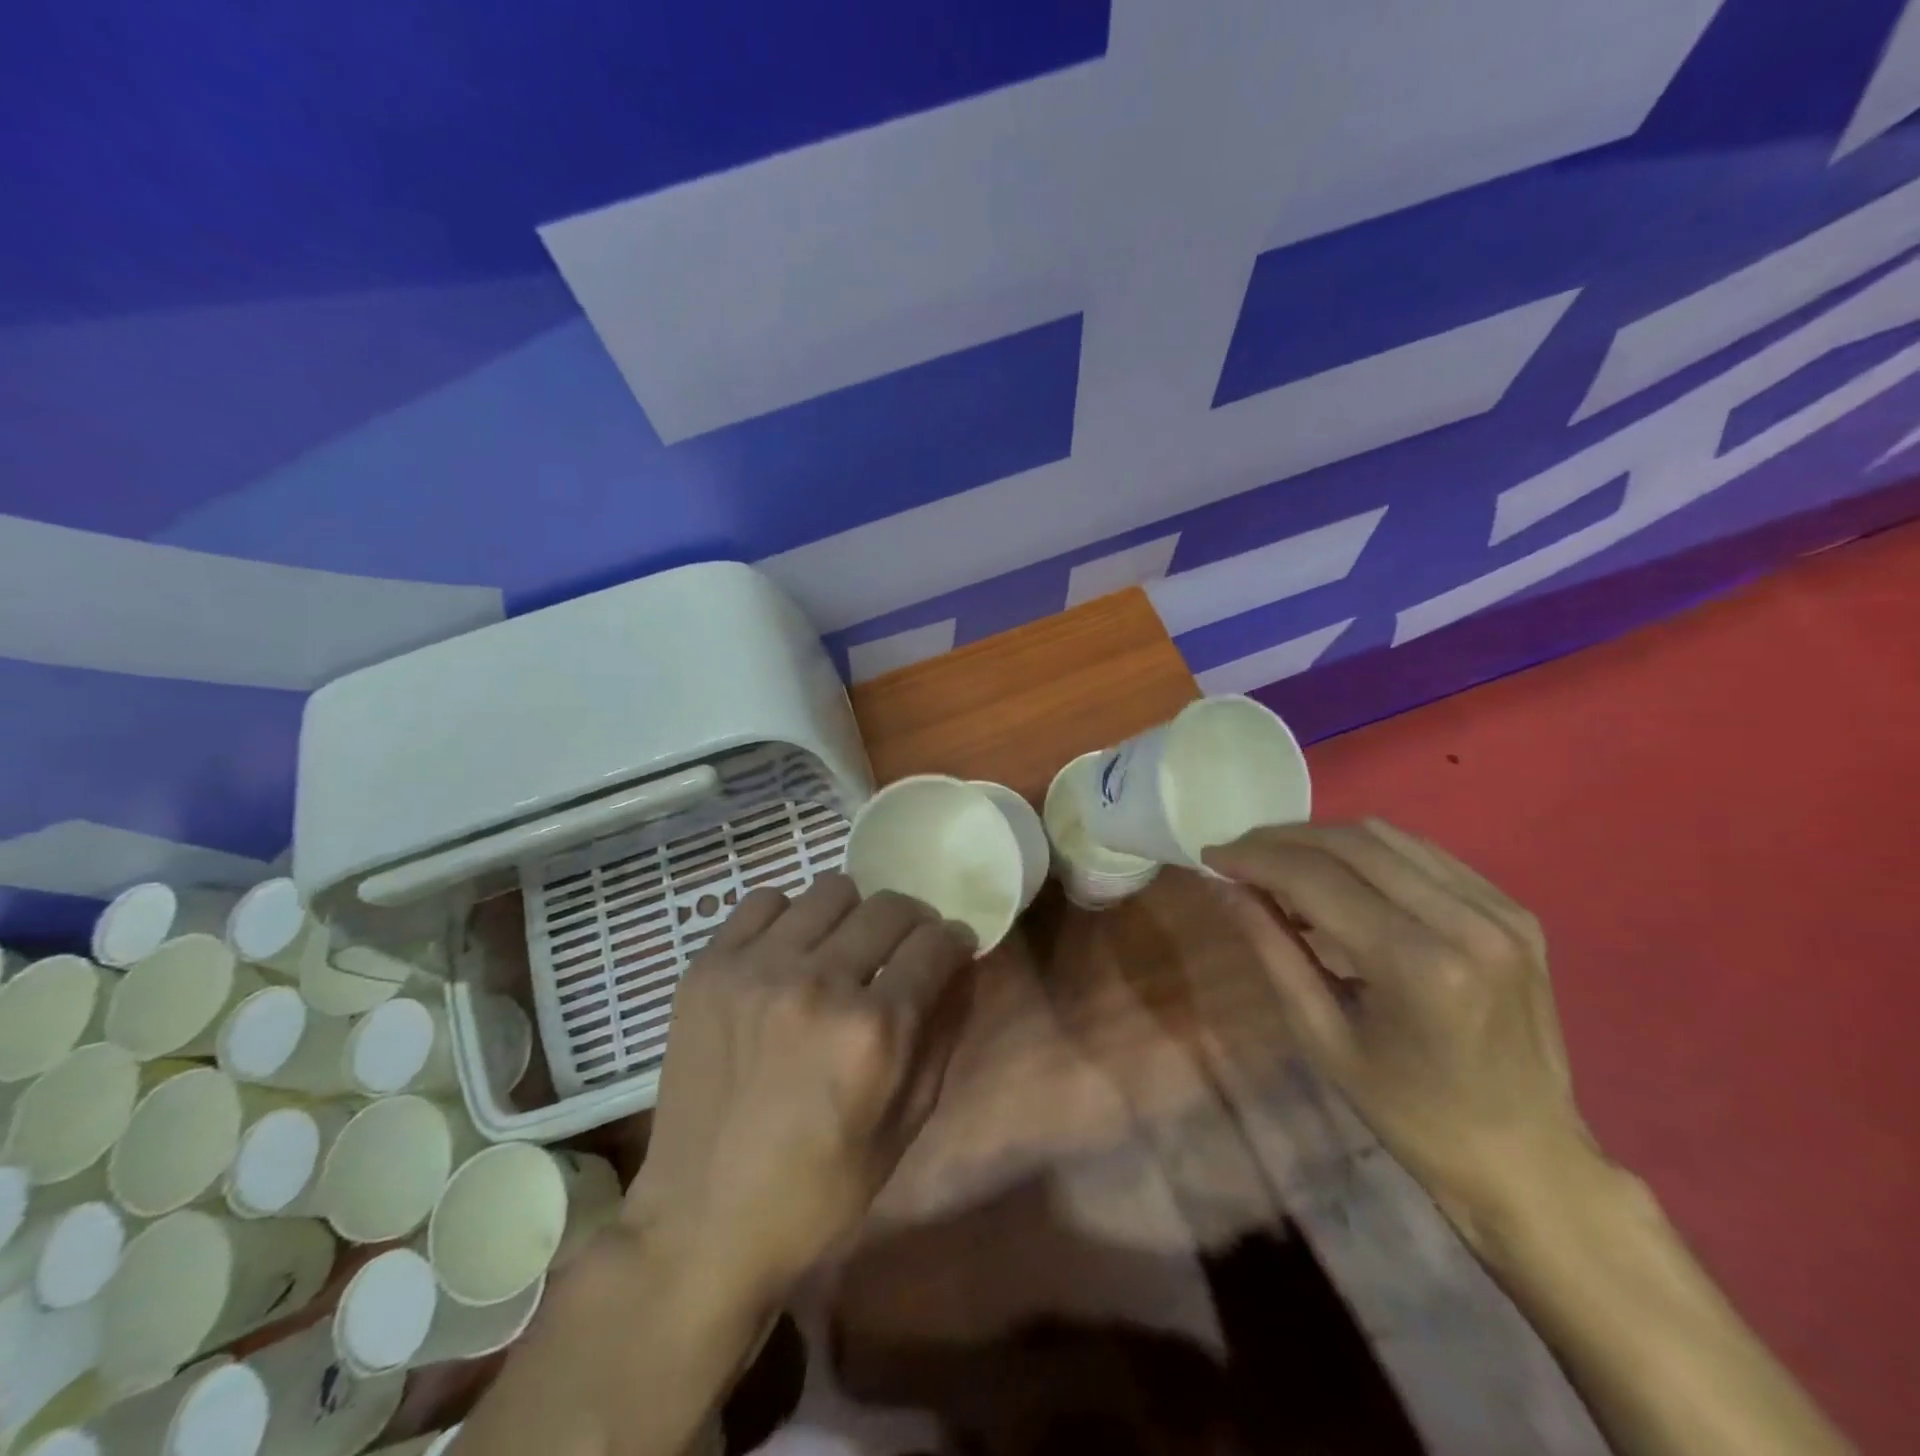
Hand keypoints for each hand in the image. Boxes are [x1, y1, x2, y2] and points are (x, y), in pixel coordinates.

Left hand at [623, 874, 977, 1301]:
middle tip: (904, 951)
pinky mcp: (708, 968)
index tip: (952, 949)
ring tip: (842, 952)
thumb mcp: (905, 1126)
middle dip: (913, 924)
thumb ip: (941, 1034)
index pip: (935, 943)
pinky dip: (789, 919)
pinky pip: (764, 901)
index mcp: (873, 1031)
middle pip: (890, 907)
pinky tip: (788, 955)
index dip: (955, 941)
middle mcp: (818, 982)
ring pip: (831, 891)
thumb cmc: (818, 1193)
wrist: (701, 1225)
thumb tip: (962, 966)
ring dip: (853, 917)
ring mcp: (756, 968)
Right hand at [1205, 820, 1594, 1242]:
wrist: (1527, 1159)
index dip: (1255, 858)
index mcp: (1420, 966)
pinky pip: (1423, 854)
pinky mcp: (1512, 910)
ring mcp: (1498, 911)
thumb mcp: (1322, 1037)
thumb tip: (1226, 886)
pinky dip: (1367, 852)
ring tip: (1279, 861)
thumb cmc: (1411, 1114)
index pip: (1317, 879)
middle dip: (1281, 839)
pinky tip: (1338, 874)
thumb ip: (1272, 950)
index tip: (1211, 855)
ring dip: (1321, 840)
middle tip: (1238, 853)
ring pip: (1386, 836)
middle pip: (1351, 844)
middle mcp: (1466, 922)